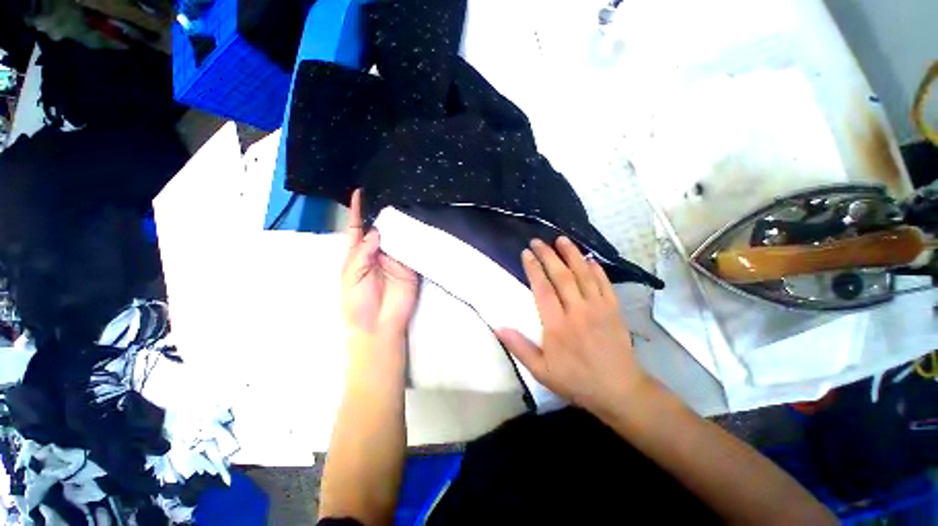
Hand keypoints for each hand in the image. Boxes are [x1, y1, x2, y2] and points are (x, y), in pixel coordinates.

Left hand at [342, 189, 418, 338]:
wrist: (379, 323)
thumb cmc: (357, 301)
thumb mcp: (351, 275)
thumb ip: (362, 253)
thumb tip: (376, 230)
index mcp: (358, 254)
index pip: (357, 228)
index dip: (357, 211)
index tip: (360, 192)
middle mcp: (377, 252)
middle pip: (380, 229)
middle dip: (383, 213)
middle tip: (390, 193)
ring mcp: (395, 258)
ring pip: (397, 237)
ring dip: (400, 223)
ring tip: (405, 203)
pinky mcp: (410, 266)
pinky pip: (412, 249)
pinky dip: (414, 238)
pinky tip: (418, 225)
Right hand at [496, 237, 648, 414]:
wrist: (619, 390)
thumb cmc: (576, 380)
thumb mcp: (541, 371)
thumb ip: (519, 348)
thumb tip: (498, 327)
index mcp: (557, 325)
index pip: (543, 289)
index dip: (533, 268)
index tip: (526, 253)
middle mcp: (577, 311)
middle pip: (562, 275)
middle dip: (548, 255)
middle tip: (538, 241)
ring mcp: (599, 308)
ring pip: (584, 274)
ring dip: (572, 254)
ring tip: (562, 239)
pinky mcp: (614, 309)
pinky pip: (604, 283)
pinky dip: (596, 269)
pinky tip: (589, 258)